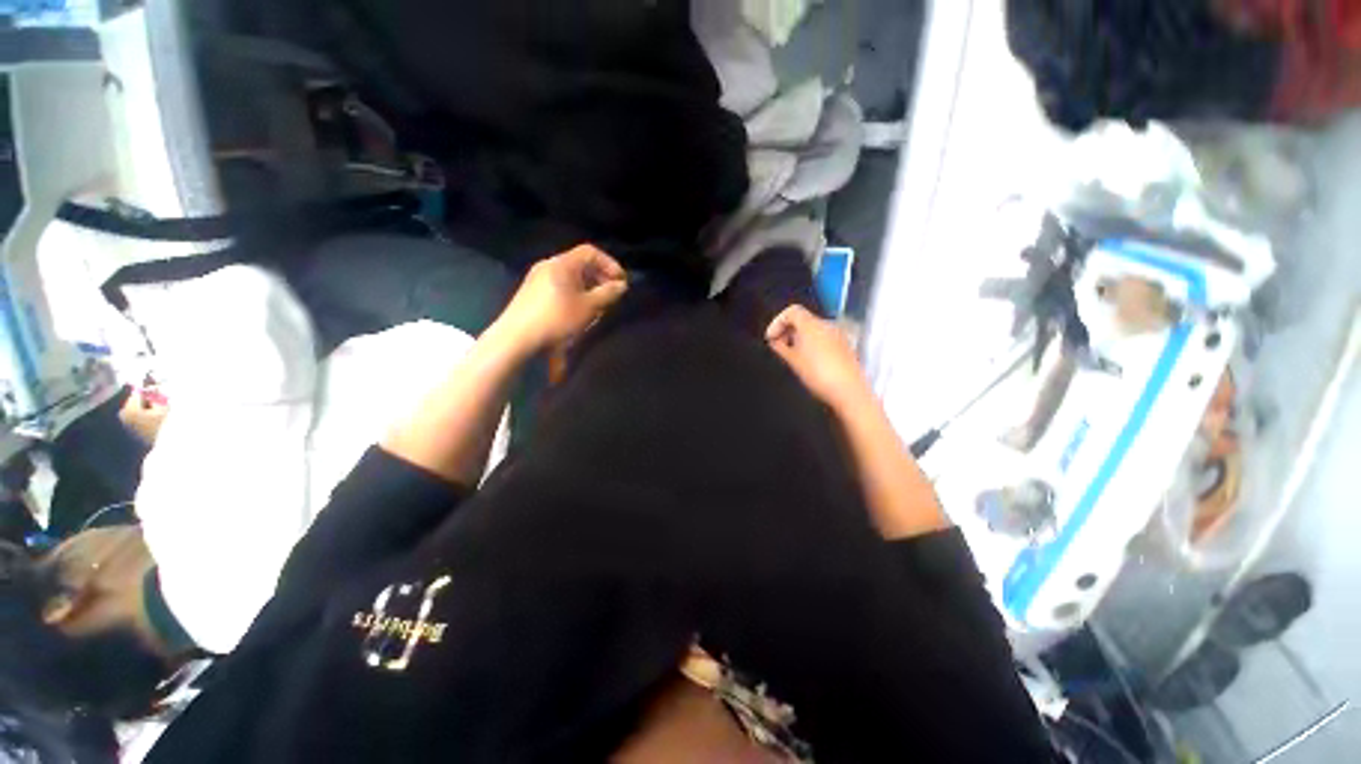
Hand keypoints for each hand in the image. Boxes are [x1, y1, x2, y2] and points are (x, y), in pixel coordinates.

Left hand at [497, 244, 628, 353]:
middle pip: (580, 264)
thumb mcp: (589, 307)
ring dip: (588, 289)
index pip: (590, 252)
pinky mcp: (531, 293)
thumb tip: (621, 285)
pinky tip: (577, 314)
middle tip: (611, 296)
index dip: (610, 264)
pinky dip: (574, 295)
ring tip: (596, 308)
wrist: (517, 338)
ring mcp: (537, 279)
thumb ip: (608, 293)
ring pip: (570, 278)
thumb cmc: (557, 318)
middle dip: (600, 278)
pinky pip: (559, 287)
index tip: (621, 282)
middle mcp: (548, 265)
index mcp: (562, 263)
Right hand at [765, 305, 871, 409]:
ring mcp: (837, 335)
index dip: (777, 322)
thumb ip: (780, 347)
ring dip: (799, 338)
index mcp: (811, 324)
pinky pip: (823, 338)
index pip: (791, 311)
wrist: (848, 390)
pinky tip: (807, 361)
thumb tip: (774, 341)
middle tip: (777, 346)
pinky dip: (812, 344)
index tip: (770, 338)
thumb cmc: (818, 375)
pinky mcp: (844, 346)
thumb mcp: (792, 361)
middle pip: (802, 319)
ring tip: (791, 356)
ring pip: (813, 329)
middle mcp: (826, 325)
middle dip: (787, 330)